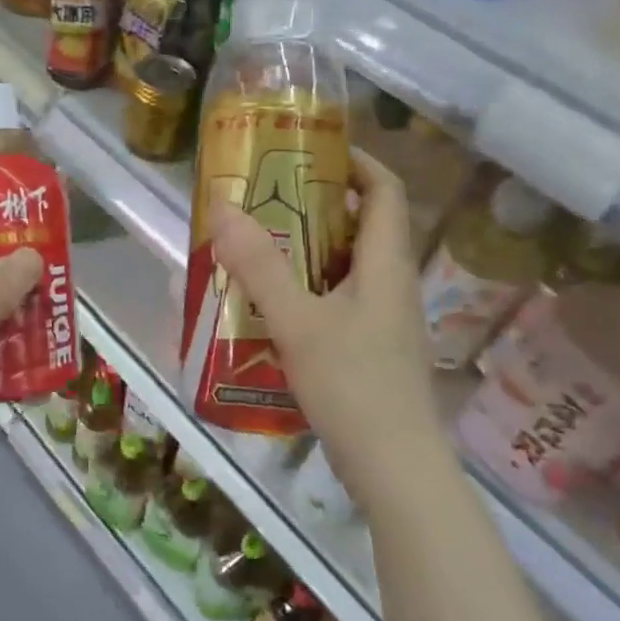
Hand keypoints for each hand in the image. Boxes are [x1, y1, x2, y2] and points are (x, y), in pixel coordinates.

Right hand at [209, 151, 440, 511]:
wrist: (396, 471)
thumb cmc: (354, 386)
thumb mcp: (298, 322)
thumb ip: (259, 266)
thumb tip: (223, 205)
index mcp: (385, 264)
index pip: (384, 190)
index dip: (355, 160)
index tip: (309, 149)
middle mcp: (391, 284)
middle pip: (361, 225)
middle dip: (316, 205)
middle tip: (263, 199)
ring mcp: (384, 321)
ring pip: (346, 266)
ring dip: (306, 251)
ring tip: (256, 247)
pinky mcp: (371, 350)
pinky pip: (338, 301)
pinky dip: (307, 290)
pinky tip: (270, 308)